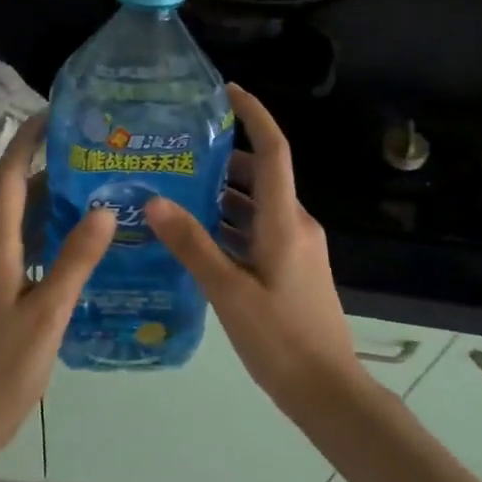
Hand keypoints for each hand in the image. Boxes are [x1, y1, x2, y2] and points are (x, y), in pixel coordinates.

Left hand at [0, 117, 114, 459]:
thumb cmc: (4, 368)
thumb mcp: (48, 313)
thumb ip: (75, 260)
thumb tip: (103, 209)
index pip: (9, 180)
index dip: (28, 143)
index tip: (52, 115)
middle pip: (15, 201)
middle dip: (50, 175)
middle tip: (96, 160)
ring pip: (18, 230)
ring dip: (50, 210)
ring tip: (96, 196)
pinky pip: (17, 254)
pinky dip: (44, 242)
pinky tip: (76, 250)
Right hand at [146, 85, 372, 422]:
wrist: (326, 389)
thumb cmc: (280, 339)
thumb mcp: (228, 291)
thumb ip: (192, 244)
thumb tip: (154, 200)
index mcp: (285, 222)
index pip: (273, 151)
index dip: (254, 116)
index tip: (227, 92)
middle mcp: (295, 225)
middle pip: (260, 177)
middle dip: (222, 160)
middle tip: (174, 153)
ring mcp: (296, 248)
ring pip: (257, 207)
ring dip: (222, 196)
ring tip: (174, 191)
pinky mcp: (292, 268)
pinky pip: (258, 232)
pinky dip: (230, 226)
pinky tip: (195, 237)